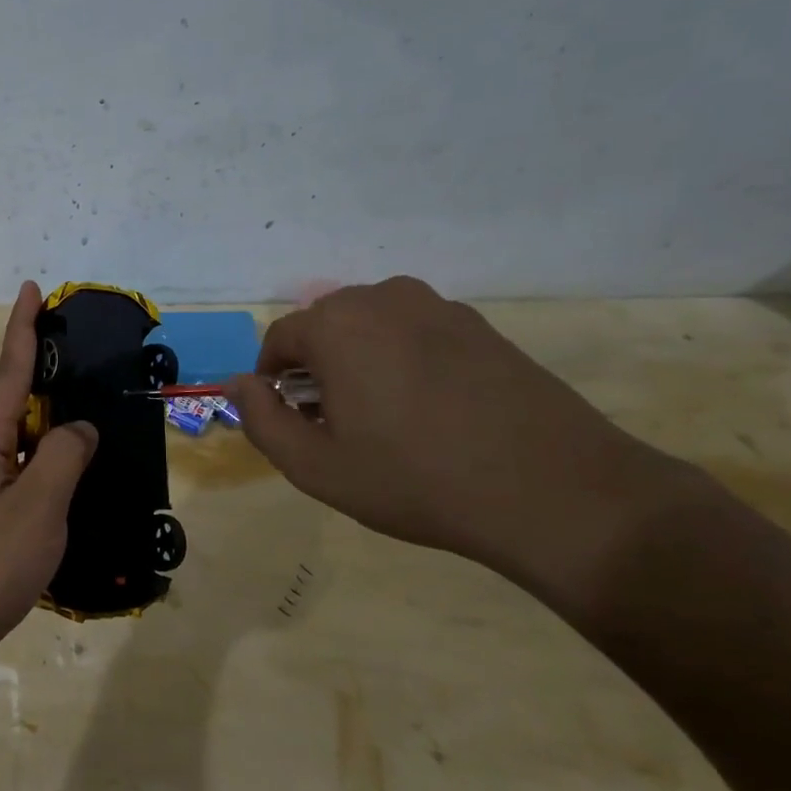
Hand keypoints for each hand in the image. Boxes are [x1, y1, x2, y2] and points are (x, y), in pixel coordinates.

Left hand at [0, 282, 97, 679]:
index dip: (23, 328)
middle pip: (17, 399)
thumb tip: (79, 428)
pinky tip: (79, 467)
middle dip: (44, 367)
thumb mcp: (36, 506)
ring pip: (26, 438)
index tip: (31, 289)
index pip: (9, 371)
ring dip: (53, 416)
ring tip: (90, 399)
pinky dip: (54, 459)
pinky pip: (30, 472)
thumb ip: (62, 457)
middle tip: (80, 344)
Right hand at [229, 277, 702, 608]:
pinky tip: (429, 412)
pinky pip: (416, 334)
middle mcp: (385, 299)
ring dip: (359, 363)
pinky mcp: (482, 327)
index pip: (279, 339)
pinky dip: (403, 362)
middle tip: (334, 426)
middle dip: (315, 369)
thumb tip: (238, 384)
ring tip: (382, 420)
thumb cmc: (415, 479)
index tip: (290, 422)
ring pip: (371, 328)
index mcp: (338, 324)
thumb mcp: (315, 466)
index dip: (271, 381)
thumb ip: (261, 420)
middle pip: (325, 327)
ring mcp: (441, 308)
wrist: (553, 491)